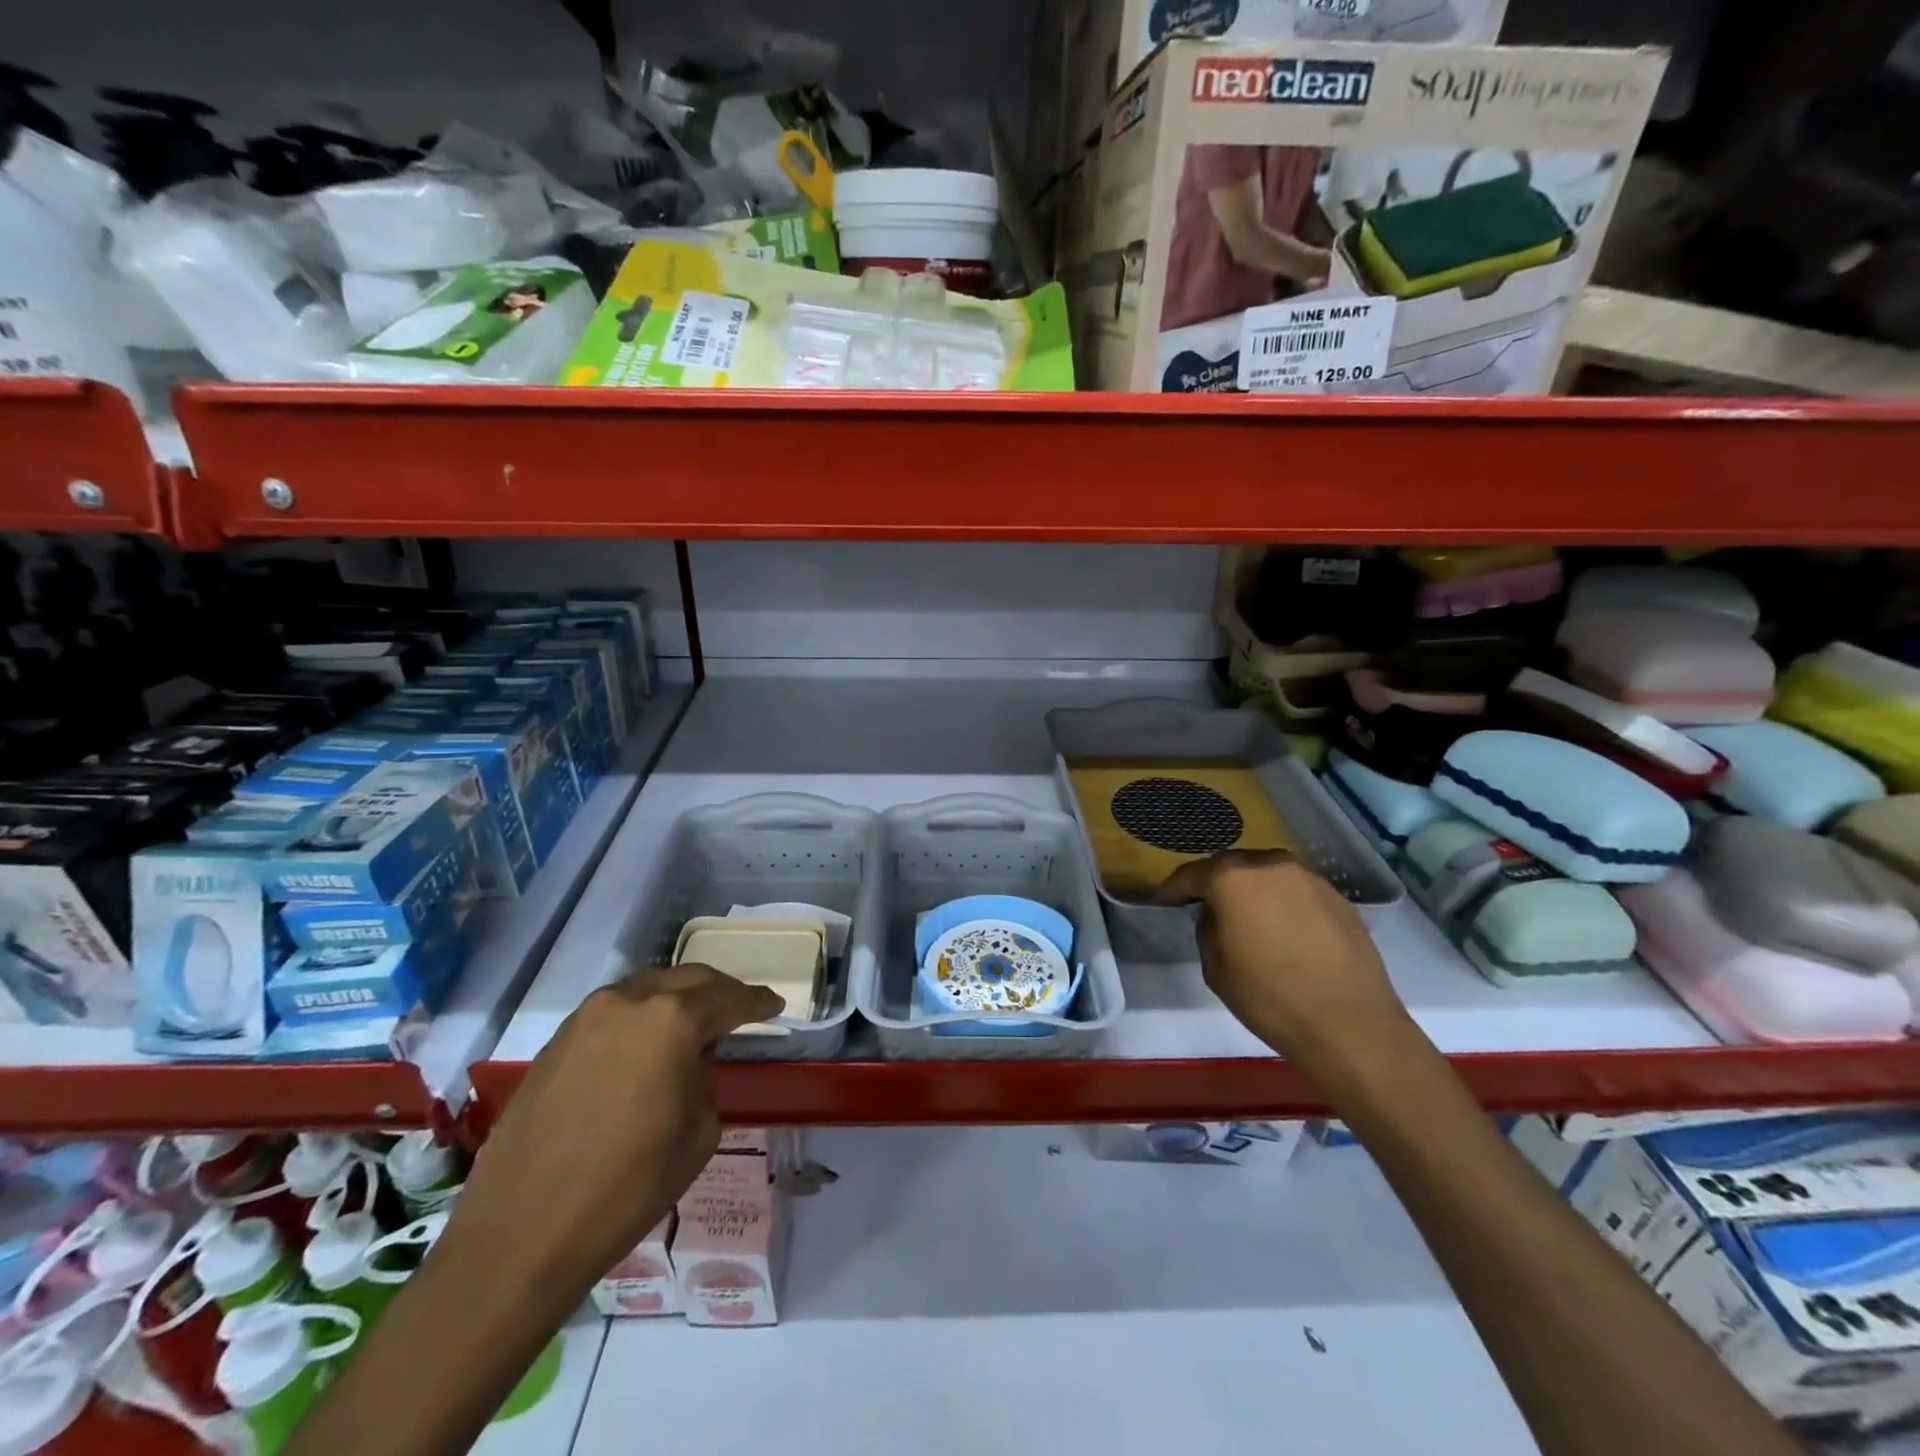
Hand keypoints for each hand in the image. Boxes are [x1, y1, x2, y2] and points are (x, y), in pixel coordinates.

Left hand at [450, 965, 780, 1297]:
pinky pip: (613, 1013)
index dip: (757, 1002)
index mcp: (672, 1020)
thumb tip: (691, 1065)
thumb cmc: (628, 1186)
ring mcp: (586, 1018)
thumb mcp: (698, 1133)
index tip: (774, 1004)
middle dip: (718, 990)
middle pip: (687, 980)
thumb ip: (705, 1080)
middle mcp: (629, 1002)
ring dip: (676, 999)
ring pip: (647, 989)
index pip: (728, 999)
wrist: (521, 1235)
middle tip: (739, 1007)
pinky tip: (645, 1045)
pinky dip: (640, 1018)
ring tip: (692, 1023)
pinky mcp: (555, 1042)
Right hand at [1154, 851, 1410, 1066]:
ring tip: (1248, 918)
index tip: (1163, 900)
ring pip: (1268, 876)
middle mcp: (1271, 865)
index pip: (1192, 875)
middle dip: (1216, 884)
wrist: (1351, 1025)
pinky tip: (1285, 932)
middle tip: (1206, 907)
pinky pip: (1297, 892)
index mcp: (1232, 878)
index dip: (1174, 889)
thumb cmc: (1270, 998)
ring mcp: (1309, 878)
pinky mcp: (1338, 897)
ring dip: (1253, 891)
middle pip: (1232, 867)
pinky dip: (1284, 904)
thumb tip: (1218, 917)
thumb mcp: (1216, 969)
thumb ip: (1207, 930)